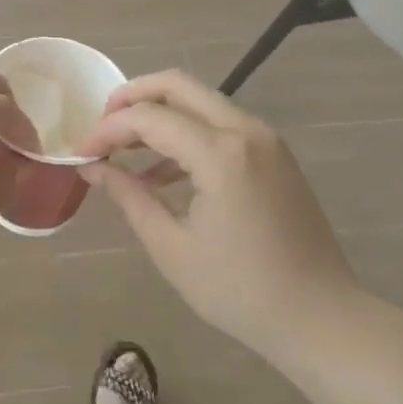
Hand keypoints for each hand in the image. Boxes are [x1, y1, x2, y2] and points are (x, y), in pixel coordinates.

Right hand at [79, 71, 360, 367]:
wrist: (322, 318)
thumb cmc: (241, 292)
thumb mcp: (172, 248)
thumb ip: (129, 197)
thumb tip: (93, 168)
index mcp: (221, 153)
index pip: (149, 117)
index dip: (108, 129)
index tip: (80, 152)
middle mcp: (245, 130)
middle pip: (177, 85)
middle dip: (132, 97)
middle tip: (101, 126)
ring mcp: (265, 139)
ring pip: (200, 101)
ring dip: (159, 114)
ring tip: (123, 148)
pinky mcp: (274, 154)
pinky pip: (220, 125)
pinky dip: (186, 133)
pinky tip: (161, 173)